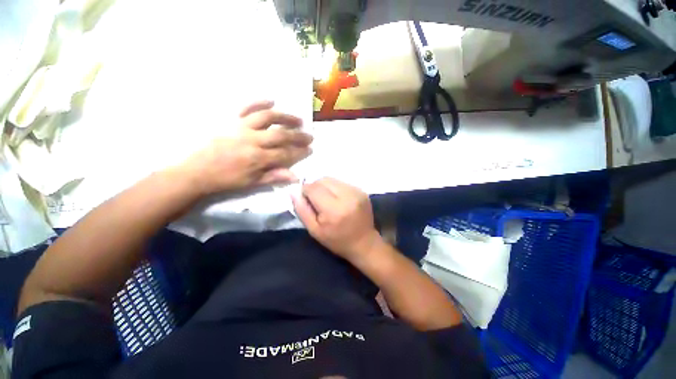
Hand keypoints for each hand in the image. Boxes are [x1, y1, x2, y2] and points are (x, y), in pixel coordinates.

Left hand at [182, 101, 312, 194]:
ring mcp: (241, 127)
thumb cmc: (226, 179)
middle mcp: (253, 140)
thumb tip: (295, 176)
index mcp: (258, 158)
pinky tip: (271, 100)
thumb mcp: (252, 182)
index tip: (310, 149)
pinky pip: (246, 108)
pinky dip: (259, 102)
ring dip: (285, 117)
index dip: (300, 152)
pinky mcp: (231, 120)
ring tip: (298, 119)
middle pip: (281, 135)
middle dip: (298, 136)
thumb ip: (274, 177)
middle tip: (309, 135)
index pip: (286, 153)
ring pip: (268, 118)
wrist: (197, 171)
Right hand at [292, 177, 381, 262]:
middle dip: (315, 187)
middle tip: (315, 200)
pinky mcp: (362, 190)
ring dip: (325, 186)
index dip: (305, 191)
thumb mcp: (315, 231)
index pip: (313, 188)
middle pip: (323, 180)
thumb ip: (302, 210)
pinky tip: (337, 199)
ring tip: (327, 199)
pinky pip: (342, 183)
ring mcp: (357, 192)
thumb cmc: (337, 240)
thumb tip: (293, 192)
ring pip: (332, 180)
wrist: (364, 242)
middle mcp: (347, 196)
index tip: (305, 198)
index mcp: (334, 209)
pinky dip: (335, 188)